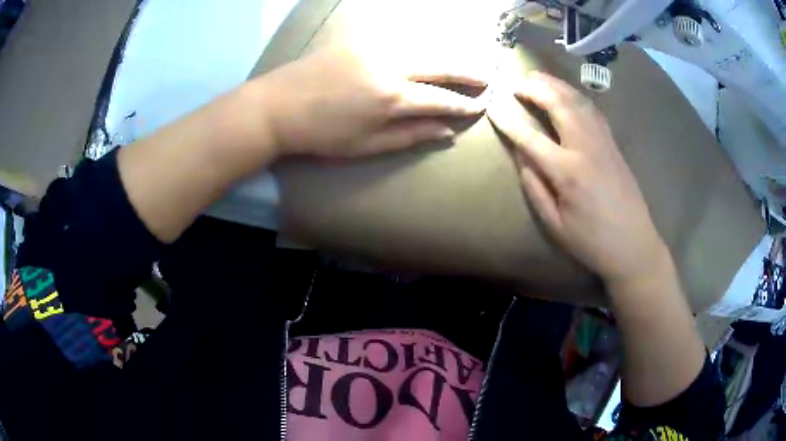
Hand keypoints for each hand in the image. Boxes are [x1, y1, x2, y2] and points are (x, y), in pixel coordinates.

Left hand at [252, 48, 487, 158]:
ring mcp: (373, 49)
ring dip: (445, 58)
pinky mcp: (358, 41)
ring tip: (462, 67)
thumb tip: (446, 133)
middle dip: (466, 73)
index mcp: (392, 98)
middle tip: (486, 78)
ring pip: (422, 50)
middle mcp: (390, 67)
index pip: (441, 99)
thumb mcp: (366, 144)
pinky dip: (419, 50)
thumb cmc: (320, 134)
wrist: (276, 106)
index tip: (480, 106)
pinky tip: (426, 56)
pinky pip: (399, 43)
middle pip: (439, 66)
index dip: (463, 104)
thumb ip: (409, 136)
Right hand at [488, 72, 667, 287]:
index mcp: (568, 171)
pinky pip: (593, 111)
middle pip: (558, 105)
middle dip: (535, 89)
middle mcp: (586, 148)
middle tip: (517, 82)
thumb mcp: (555, 224)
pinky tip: (567, 94)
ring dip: (556, 85)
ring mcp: (603, 142)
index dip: (509, 121)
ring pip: (578, 102)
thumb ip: (535, 187)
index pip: (530, 137)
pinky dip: (576, 96)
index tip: (493, 108)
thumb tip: (521, 155)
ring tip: (538, 78)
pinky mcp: (614, 144)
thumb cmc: (591, 241)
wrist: (634, 245)